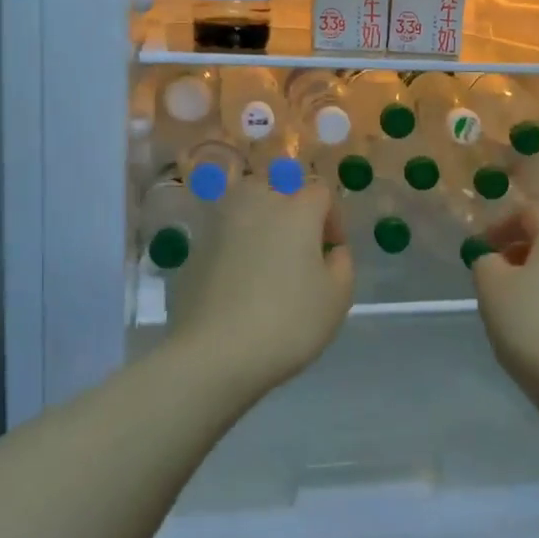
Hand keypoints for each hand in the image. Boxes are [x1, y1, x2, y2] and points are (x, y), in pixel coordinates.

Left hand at [173, 179, 354, 390]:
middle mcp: (257, 202)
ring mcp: (221, 220)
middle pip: (280, 185)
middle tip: (300, 247)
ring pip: (246, 199)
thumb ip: (342, 264)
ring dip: (261, 216)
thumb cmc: (288, 322)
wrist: (215, 352)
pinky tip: (239, 277)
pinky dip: (235, 241)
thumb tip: (331, 250)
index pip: (321, 191)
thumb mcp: (337, 298)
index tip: (332, 251)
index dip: (333, 217)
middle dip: (294, 208)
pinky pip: (224, 229)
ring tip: (267, 254)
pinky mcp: (197, 245)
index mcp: (297, 208)